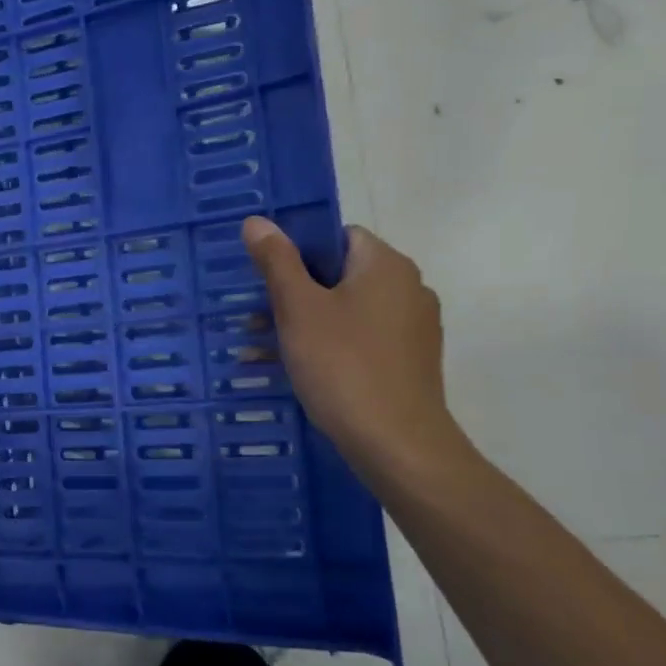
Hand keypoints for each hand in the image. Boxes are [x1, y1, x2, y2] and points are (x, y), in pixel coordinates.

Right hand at [242, 218, 470, 486]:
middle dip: (292, 293)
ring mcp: (412, 328)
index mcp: (386, 265)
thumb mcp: (298, 308)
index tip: (265, 277)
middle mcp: (408, 288)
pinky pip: (358, 339)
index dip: (297, 251)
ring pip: (345, 310)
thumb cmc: (342, 365)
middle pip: (339, 274)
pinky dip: (326, 346)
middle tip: (253, 316)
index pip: (337, 236)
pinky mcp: (408, 362)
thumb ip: (277, 261)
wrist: (397, 444)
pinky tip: (292, 370)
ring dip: (302, 323)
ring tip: (259, 349)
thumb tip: (257, 221)